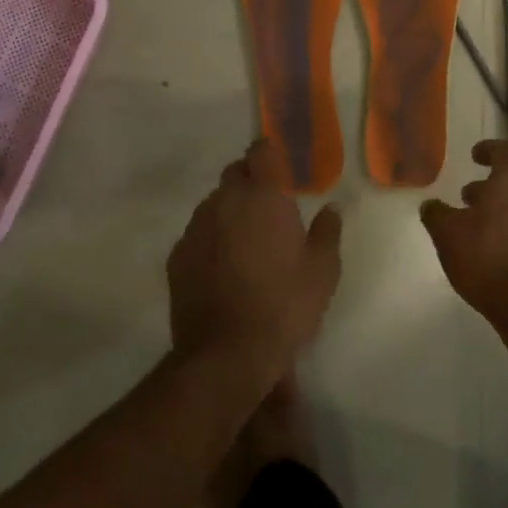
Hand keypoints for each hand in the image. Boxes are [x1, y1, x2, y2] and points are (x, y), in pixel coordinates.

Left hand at [168, 140, 342, 384]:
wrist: (225, 355)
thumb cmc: (283, 306)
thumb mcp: (323, 271)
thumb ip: (327, 231)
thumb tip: (330, 208)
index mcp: (263, 196)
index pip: (261, 151)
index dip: (270, 154)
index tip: (281, 168)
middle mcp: (225, 201)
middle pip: (235, 174)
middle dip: (250, 181)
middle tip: (269, 209)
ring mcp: (196, 228)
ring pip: (214, 204)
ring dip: (229, 212)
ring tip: (246, 243)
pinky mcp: (177, 257)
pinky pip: (197, 235)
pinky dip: (210, 241)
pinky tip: (223, 269)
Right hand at [420, 140, 507, 328]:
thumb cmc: (489, 255)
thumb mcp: (448, 233)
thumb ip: (436, 214)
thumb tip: (431, 205)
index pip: (503, 150)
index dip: (487, 150)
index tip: (474, 156)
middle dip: (490, 187)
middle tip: (467, 198)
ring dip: (500, 210)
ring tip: (477, 228)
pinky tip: (494, 251)